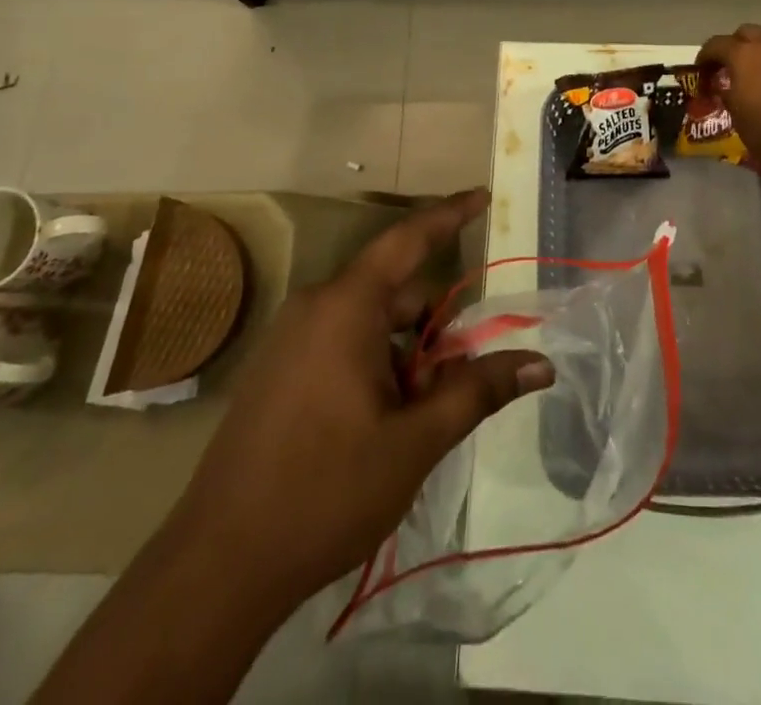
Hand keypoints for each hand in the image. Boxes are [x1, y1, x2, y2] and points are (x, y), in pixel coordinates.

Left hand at [171, 189, 552, 613]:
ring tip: (422, 415)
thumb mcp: (415, 440)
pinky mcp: (278, 370)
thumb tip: (541, 364)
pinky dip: (376, 365)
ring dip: (406, 354)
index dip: (450, 215)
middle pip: (395, 293)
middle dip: (436, 326)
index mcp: (346, 306)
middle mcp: (315, 307)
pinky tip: (384, 423)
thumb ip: (477, 390)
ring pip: (370, 323)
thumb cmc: (325, 491)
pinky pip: (342, 343)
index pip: (408, 239)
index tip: (482, 196)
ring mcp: (291, 339)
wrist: (218, 564)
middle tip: (464, 377)